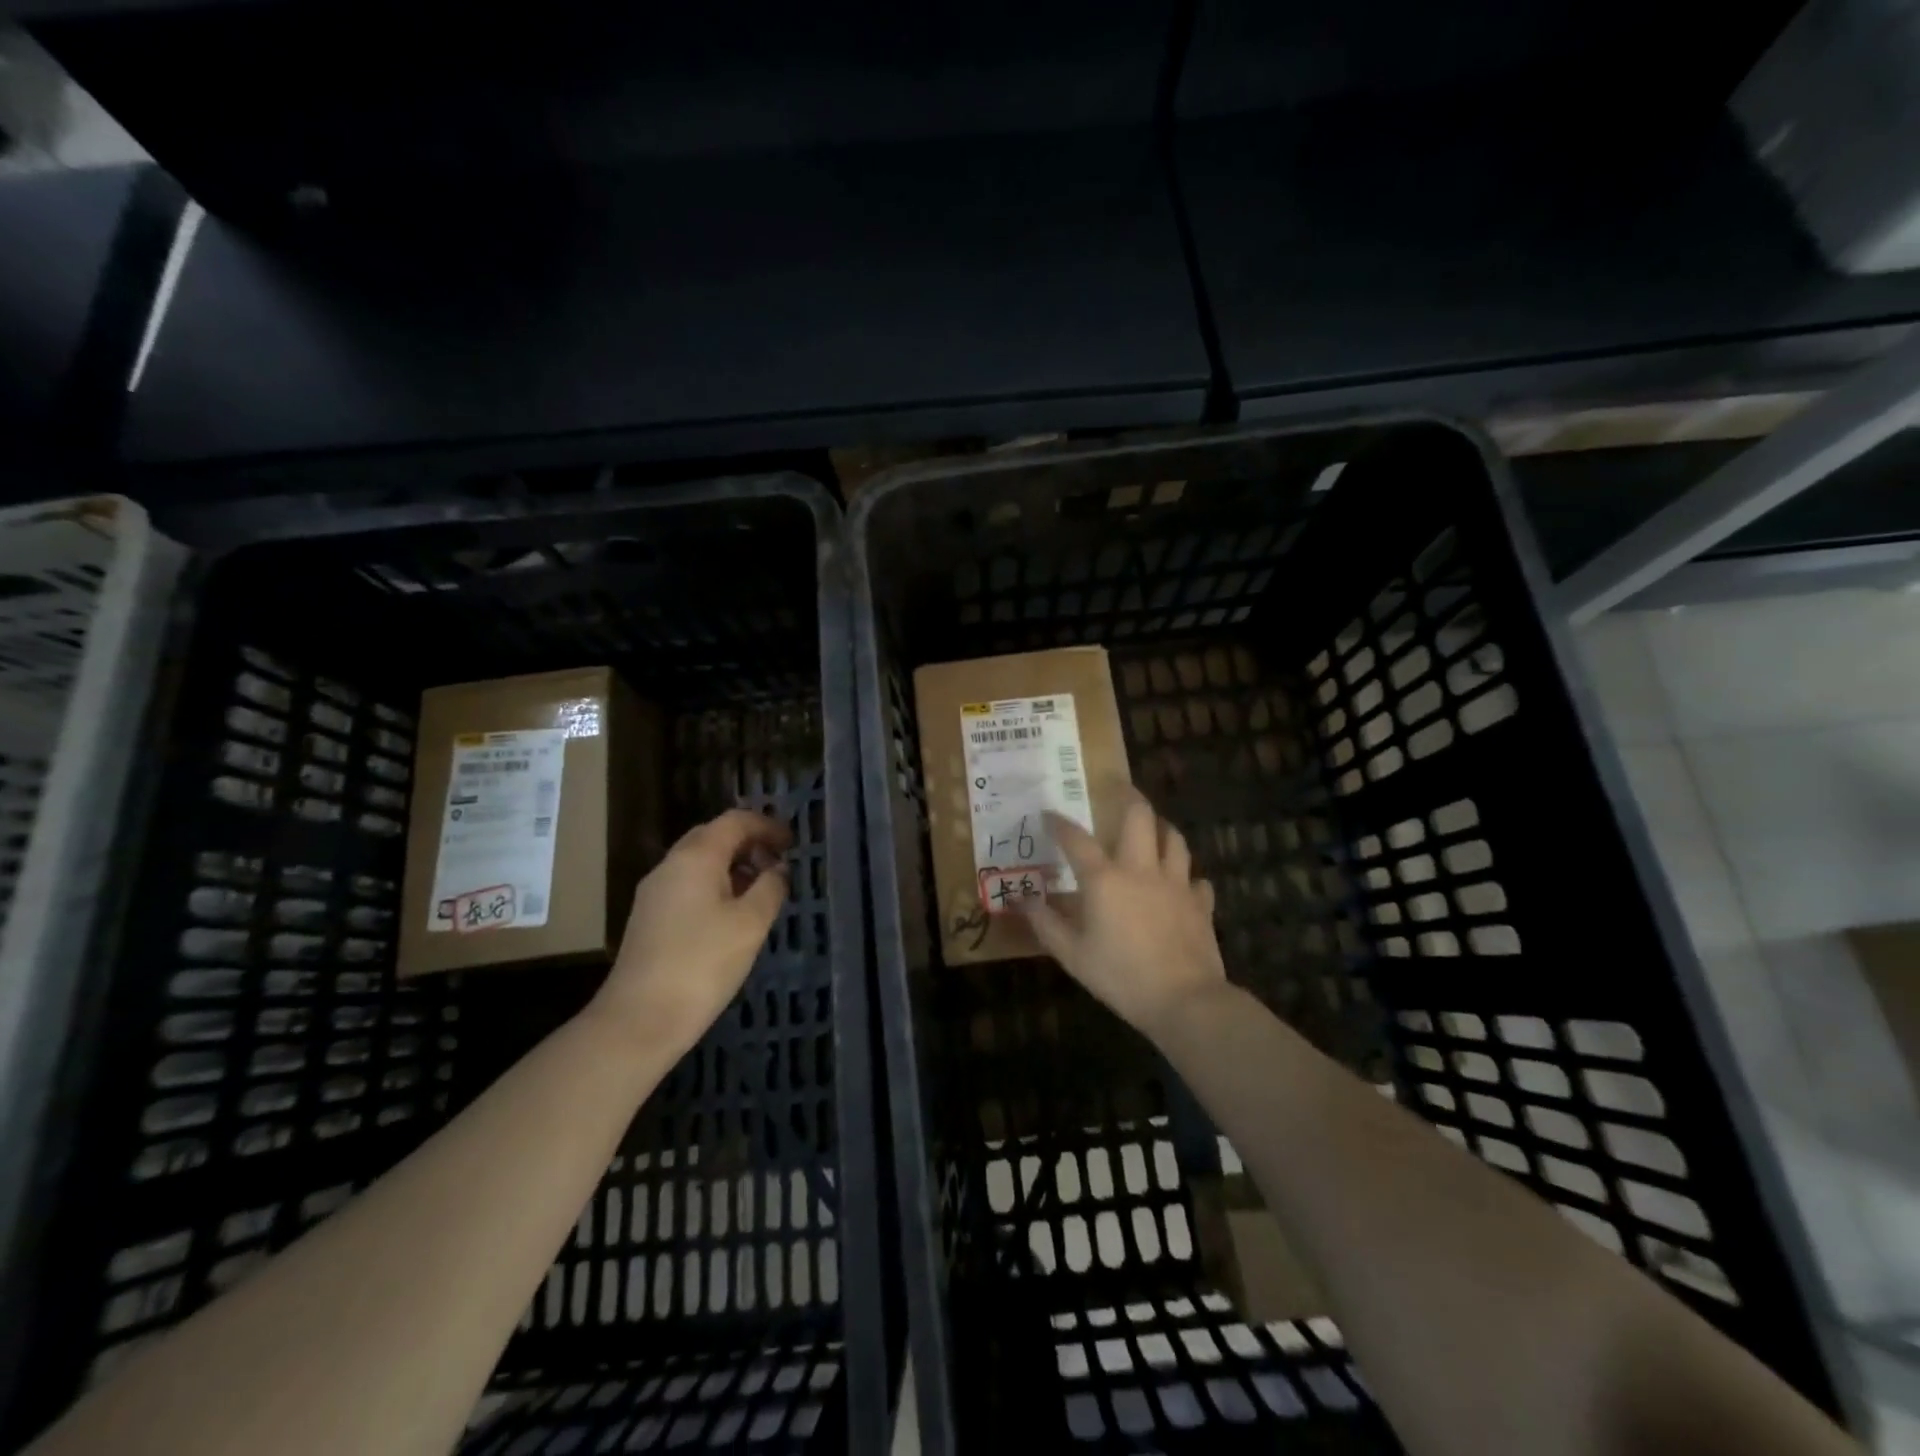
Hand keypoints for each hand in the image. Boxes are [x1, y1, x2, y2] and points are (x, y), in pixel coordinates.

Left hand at [589, 808, 791, 1053]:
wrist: (639, 1020)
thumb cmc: (702, 965)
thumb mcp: (751, 924)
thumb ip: (771, 888)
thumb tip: (778, 869)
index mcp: (695, 858)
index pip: (735, 821)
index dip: (767, 826)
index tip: (793, 843)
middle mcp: (670, 866)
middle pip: (713, 836)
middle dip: (749, 843)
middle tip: (778, 864)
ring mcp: (655, 892)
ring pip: (699, 862)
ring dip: (733, 866)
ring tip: (761, 890)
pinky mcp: (650, 918)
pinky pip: (688, 885)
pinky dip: (716, 885)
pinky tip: (732, 914)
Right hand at [1023, 792, 1226, 1038]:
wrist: (1185, 1000)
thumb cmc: (1121, 976)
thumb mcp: (1072, 955)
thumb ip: (1046, 924)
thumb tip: (1023, 899)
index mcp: (1105, 879)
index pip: (1076, 839)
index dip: (1059, 823)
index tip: (1048, 814)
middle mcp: (1142, 869)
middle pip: (1139, 816)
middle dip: (1128, 796)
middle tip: (1118, 790)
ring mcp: (1177, 883)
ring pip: (1173, 838)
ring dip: (1160, 827)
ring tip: (1151, 828)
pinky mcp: (1201, 903)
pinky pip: (1196, 879)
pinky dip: (1186, 876)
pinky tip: (1180, 884)